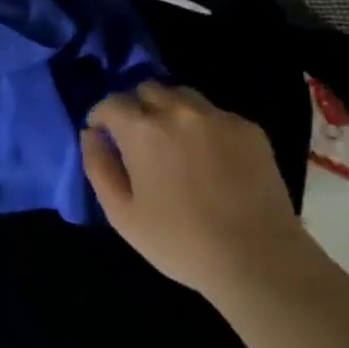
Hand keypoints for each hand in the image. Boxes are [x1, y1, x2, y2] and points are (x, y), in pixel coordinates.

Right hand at [81, 81, 307, 296]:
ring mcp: (218, 116)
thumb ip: (98, 166)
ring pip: (183, 96)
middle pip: (148, 90)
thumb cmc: (180, 242)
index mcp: (143, 130)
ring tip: (175, 144)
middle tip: (140, 140)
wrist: (257, 258)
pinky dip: (204, 127)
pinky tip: (211, 160)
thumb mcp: (122, 214)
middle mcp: (179, 111)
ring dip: (170, 111)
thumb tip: (91, 134)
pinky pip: (216, 115)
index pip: (112, 102)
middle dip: (137, 108)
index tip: (103, 135)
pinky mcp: (249, 128)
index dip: (102, 116)